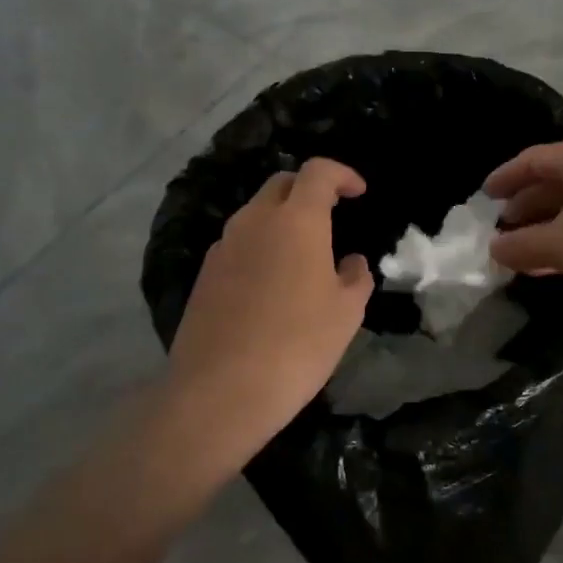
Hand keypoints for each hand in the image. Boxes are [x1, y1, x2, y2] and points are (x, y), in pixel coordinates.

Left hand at [163, 159, 372, 472]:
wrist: (221, 391)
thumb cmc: (298, 345)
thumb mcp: (346, 313)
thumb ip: (355, 277)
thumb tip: (351, 261)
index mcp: (296, 221)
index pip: (317, 172)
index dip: (342, 174)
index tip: (358, 192)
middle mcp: (254, 221)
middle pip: (281, 184)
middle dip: (309, 190)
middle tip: (331, 216)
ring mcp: (223, 247)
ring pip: (255, 214)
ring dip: (281, 220)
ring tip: (303, 255)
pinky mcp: (204, 275)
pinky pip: (238, 245)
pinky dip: (260, 247)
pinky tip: (271, 285)